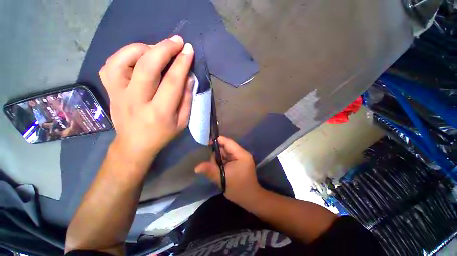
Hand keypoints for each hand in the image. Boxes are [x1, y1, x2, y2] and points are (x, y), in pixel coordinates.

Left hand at [99, 35, 194, 162]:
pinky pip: (111, 65)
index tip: (189, 50)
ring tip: (157, 48)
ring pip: (123, 60)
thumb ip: (187, 100)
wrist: (134, 144)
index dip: (182, 63)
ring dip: (143, 48)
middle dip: (164, 49)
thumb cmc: (163, 135)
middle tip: (177, 41)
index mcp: (160, 112)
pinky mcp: (109, 91)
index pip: (172, 82)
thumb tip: (189, 77)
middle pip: (147, 67)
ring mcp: (118, 94)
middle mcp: (137, 101)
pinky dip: (125, 54)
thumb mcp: (183, 122)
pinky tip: (139, 57)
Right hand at [195, 136, 262, 204]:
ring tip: (218, 170)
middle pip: (226, 148)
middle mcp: (241, 154)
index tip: (207, 143)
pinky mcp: (239, 162)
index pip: (228, 142)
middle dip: (217, 154)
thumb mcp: (223, 179)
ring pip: (226, 154)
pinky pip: (227, 159)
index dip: (218, 141)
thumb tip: (197, 167)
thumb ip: (210, 171)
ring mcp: (241, 158)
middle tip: (213, 164)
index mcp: (241, 154)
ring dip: (219, 160)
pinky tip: (220, 170)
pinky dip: (222, 163)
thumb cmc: (239, 188)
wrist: (250, 199)